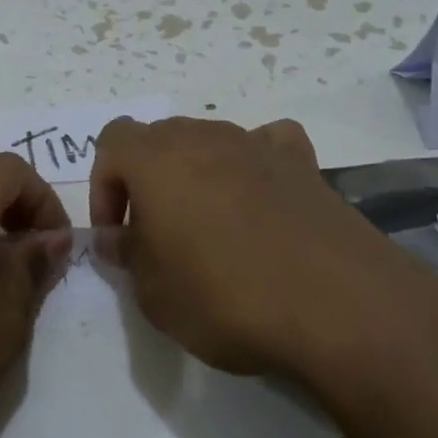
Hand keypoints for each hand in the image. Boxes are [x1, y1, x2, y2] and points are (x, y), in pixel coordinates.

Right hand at [90, 117, 406, 378]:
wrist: (333, 301)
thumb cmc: (224, 295)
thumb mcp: (154, 293)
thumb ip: (128, 256)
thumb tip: (117, 237)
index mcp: (156, 158)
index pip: (112, 141)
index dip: (105, 186)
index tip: (117, 235)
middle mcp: (204, 137)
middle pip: (160, 139)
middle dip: (149, 180)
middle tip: (158, 236)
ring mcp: (256, 144)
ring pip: (210, 142)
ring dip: (198, 175)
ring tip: (212, 230)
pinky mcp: (301, 162)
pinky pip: (266, 144)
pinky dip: (255, 164)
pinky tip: (262, 200)